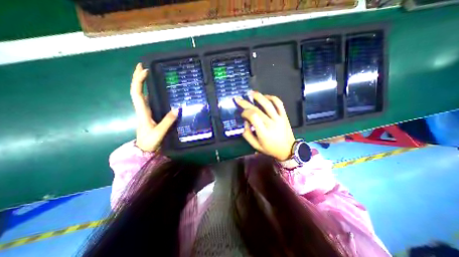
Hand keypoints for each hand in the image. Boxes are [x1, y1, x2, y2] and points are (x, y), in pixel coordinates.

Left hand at [130, 62, 179, 150]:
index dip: (139, 81)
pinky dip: (149, 93)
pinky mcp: (149, 116)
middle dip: (137, 78)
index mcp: (142, 112)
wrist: (144, 150)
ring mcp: (145, 112)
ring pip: (141, 95)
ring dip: (142, 84)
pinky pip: (147, 101)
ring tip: (148, 75)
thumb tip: (177, 108)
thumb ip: (168, 121)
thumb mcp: (159, 132)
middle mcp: (142, 110)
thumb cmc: (150, 142)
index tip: (144, 70)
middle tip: (142, 66)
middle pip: (136, 91)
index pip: (137, 93)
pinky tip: (155, 91)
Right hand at [234, 91, 295, 159]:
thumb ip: (247, 134)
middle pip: (257, 109)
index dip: (245, 113)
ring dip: (258, 96)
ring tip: (251, 93)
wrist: (288, 150)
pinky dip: (272, 98)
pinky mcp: (284, 116)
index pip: (253, 117)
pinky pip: (279, 103)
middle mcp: (271, 123)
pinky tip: (265, 97)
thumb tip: (245, 121)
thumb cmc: (270, 148)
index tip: (242, 114)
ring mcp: (279, 118)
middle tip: (238, 99)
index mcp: (263, 132)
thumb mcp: (255, 146)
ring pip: (268, 103)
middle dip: (245, 103)